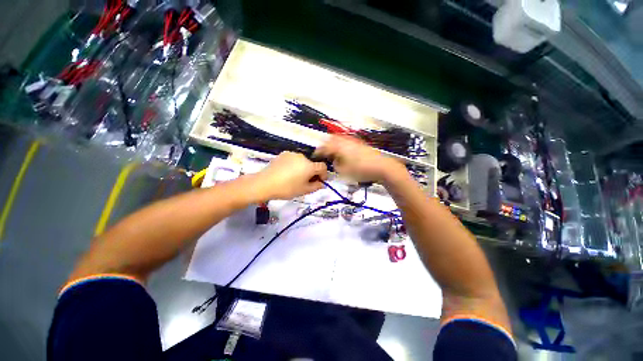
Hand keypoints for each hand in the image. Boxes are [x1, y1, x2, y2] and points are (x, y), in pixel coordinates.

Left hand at [252, 151, 327, 200]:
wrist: (265, 183)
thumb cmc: (287, 188)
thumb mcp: (304, 190)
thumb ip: (316, 186)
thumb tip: (322, 184)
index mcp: (309, 166)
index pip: (322, 167)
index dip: (324, 174)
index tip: (320, 181)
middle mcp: (302, 157)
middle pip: (312, 164)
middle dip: (312, 172)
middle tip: (307, 182)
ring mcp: (292, 154)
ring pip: (303, 162)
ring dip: (303, 168)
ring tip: (295, 178)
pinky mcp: (283, 154)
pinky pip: (294, 159)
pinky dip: (294, 165)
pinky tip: (287, 173)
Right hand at [314, 135, 405, 183]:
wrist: (381, 166)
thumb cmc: (361, 170)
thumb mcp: (344, 171)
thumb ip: (335, 165)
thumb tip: (334, 161)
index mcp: (339, 147)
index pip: (325, 146)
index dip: (318, 151)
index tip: (315, 155)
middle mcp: (345, 140)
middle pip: (331, 139)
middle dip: (325, 145)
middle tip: (323, 152)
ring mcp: (353, 141)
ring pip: (339, 138)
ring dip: (333, 143)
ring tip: (331, 152)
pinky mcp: (360, 143)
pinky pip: (346, 141)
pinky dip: (341, 144)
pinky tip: (342, 151)